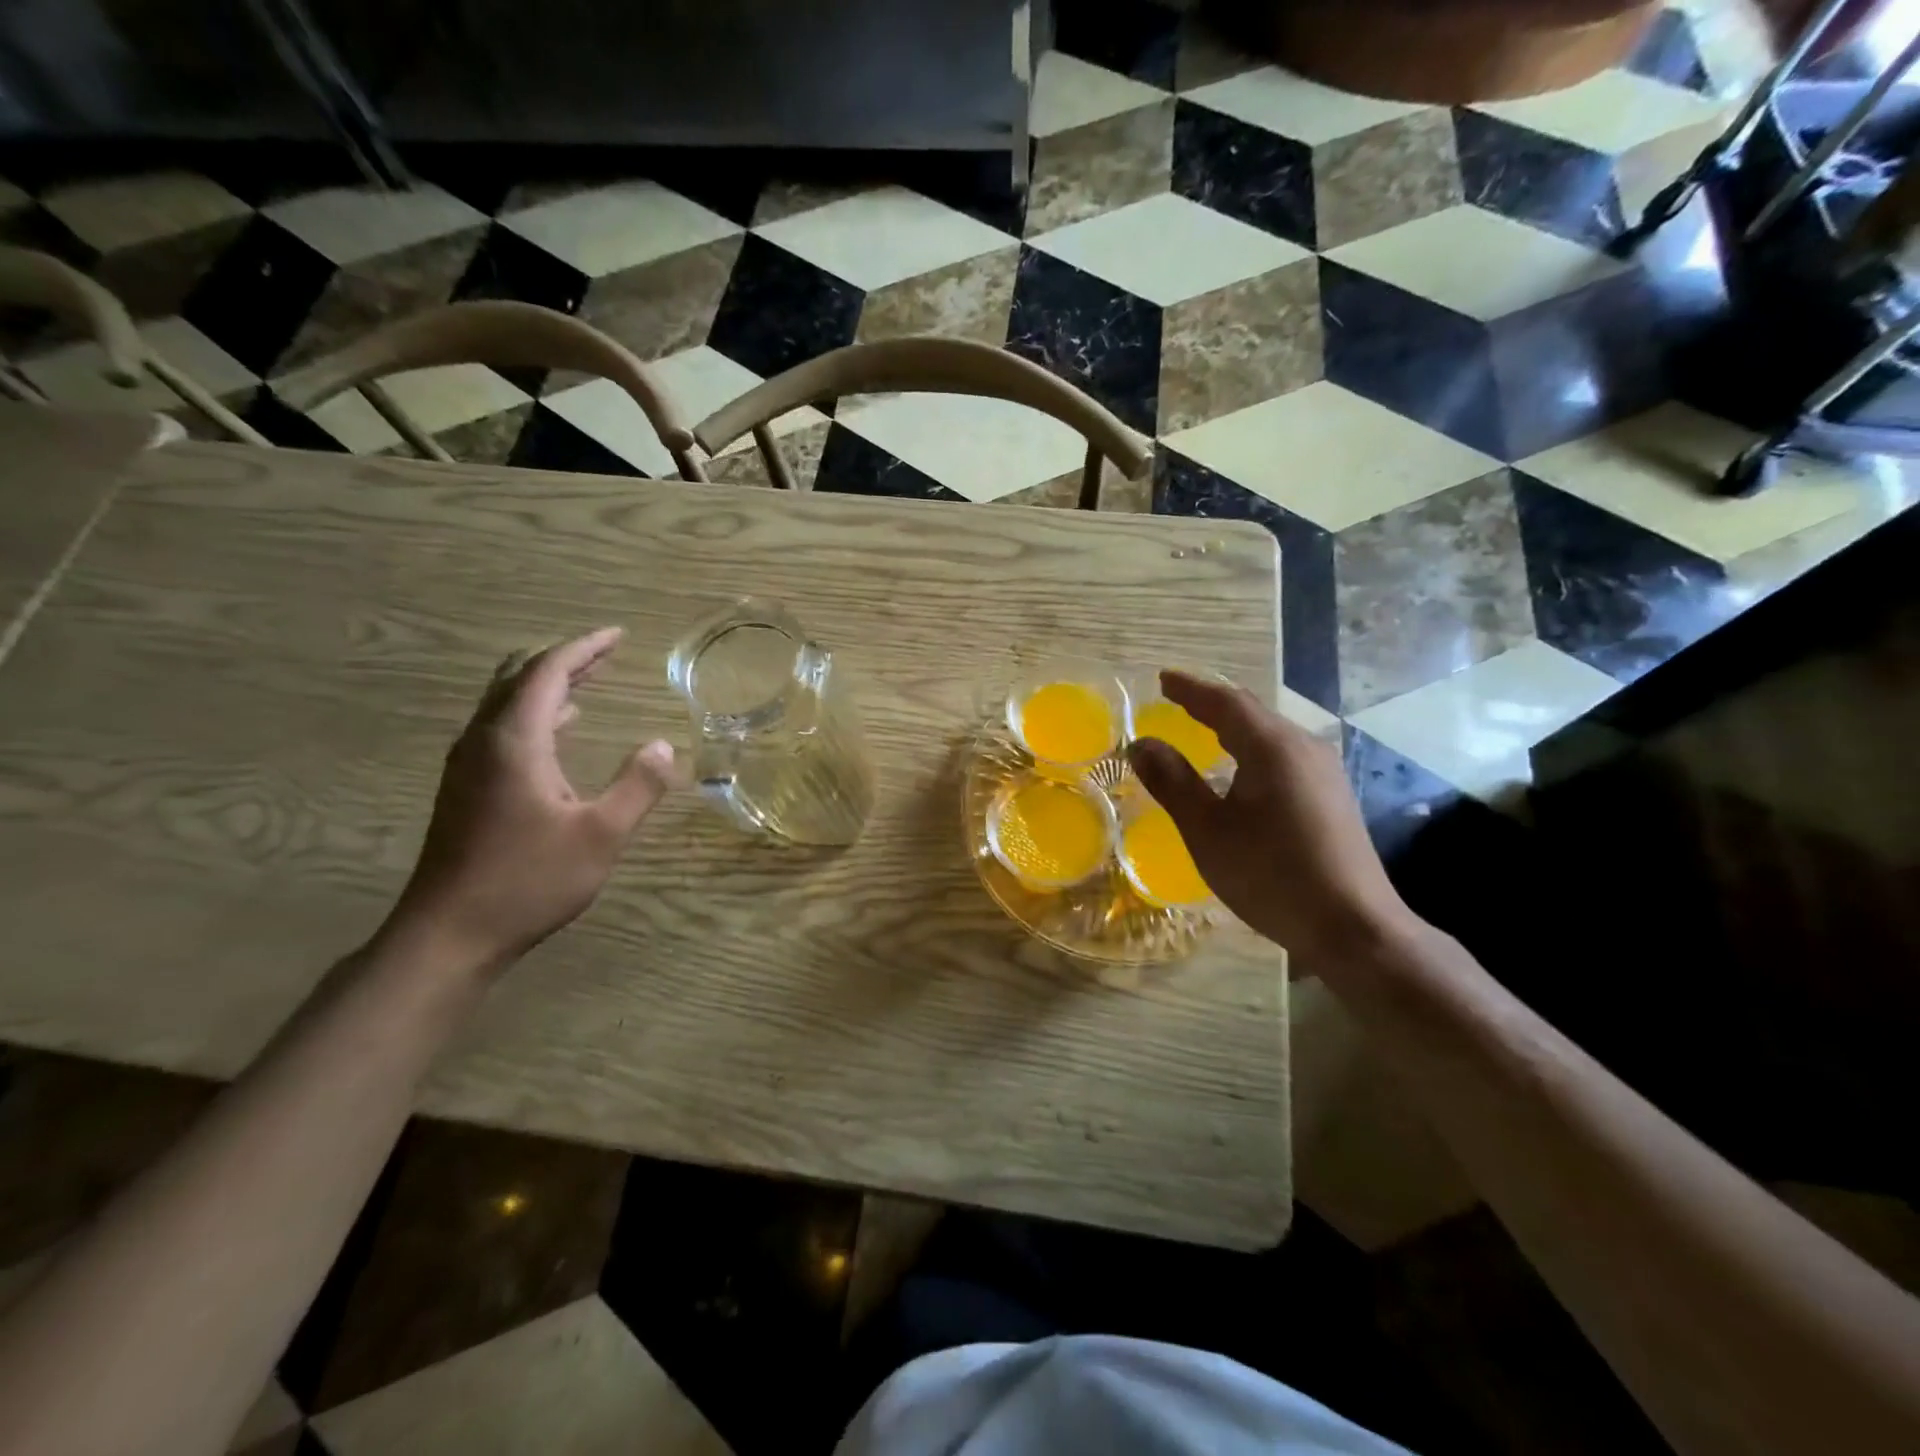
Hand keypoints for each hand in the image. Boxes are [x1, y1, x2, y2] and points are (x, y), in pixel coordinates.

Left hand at [387, 627, 674, 972]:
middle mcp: (483, 741)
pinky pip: (501, 729)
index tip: (618, 636)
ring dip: (548, 685)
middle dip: (565, 660)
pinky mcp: (465, 789)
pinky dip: (535, 714)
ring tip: (589, 681)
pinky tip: (560, 731)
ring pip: (506, 703)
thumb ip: (638, 786)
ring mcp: (467, 765)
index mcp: (515, 741)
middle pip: (519, 678)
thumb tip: (665, 746)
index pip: (548, 672)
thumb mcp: (600, 835)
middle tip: (606, 654)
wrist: (448, 935)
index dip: (585, 648)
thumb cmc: (528, 881)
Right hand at [1127, 671, 1420, 968]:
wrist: (1351, 926)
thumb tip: (1141, 743)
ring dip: (1233, 726)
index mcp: (1272, 747)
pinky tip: (1241, 769)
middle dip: (1211, 703)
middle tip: (1177, 699)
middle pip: (1251, 713)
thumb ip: (1173, 782)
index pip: (1225, 702)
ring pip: (1270, 734)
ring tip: (1202, 727)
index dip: (1190, 689)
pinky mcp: (1331, 796)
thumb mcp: (1207, 830)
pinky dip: (1251, 748)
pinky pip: (1283, 755)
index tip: (1163, 679)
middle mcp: (1303, 748)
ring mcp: (1323, 772)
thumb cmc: (1270, 874)